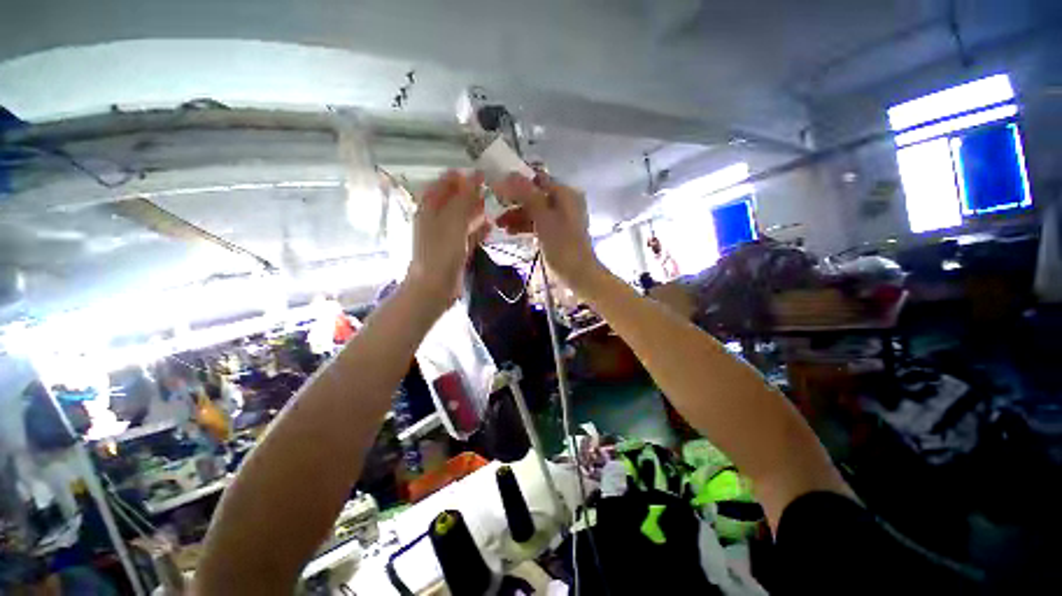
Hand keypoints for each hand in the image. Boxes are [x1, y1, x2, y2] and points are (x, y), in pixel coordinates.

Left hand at [407, 170, 487, 303]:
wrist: (435, 287)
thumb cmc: (442, 251)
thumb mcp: (454, 220)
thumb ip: (465, 198)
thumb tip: (476, 174)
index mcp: (429, 207)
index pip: (444, 183)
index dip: (462, 177)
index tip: (483, 175)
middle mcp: (436, 219)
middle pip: (455, 200)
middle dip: (472, 195)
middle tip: (492, 192)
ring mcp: (446, 235)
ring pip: (463, 218)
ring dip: (477, 212)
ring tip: (494, 208)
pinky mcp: (455, 250)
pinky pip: (468, 234)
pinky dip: (478, 230)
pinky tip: (491, 227)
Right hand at [492, 173, 603, 291]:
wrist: (578, 274)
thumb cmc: (562, 245)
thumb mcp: (543, 218)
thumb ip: (527, 195)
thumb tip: (508, 175)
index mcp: (565, 194)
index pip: (537, 180)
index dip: (517, 183)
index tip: (497, 189)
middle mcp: (564, 203)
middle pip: (534, 196)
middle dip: (514, 203)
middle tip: (495, 209)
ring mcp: (560, 219)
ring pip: (534, 211)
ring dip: (517, 216)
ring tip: (499, 225)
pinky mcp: (555, 233)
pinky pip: (537, 224)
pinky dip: (525, 226)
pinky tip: (510, 232)